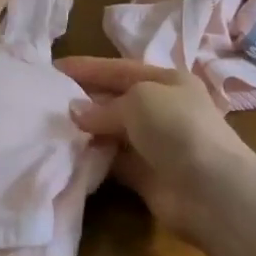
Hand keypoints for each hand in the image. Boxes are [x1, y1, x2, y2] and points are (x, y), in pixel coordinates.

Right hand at [57, 58, 250, 236]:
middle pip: (116, 99)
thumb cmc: (177, 128)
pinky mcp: (146, 176)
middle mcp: (163, 109)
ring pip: (113, 132)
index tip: (55, 67)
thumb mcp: (140, 100)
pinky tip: (68, 156)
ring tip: (50, 129)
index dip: (88, 67)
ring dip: (86, 131)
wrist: (210, 188)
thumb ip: (105, 106)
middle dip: (84, 100)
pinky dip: (94, 158)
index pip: (121, 69)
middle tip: (45, 101)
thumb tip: (77, 112)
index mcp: (168, 81)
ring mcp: (155, 144)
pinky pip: (113, 161)